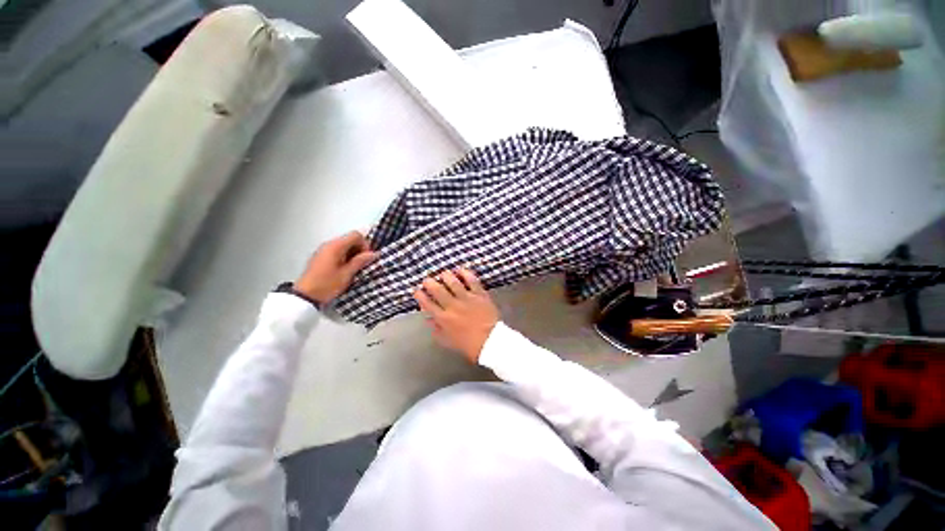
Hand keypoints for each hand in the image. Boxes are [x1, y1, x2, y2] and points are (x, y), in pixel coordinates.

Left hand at [294, 231, 376, 304]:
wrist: (305, 296)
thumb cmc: (327, 284)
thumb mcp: (347, 274)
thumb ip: (360, 261)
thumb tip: (374, 253)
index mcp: (336, 246)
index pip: (356, 235)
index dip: (365, 245)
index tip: (366, 258)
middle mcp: (329, 244)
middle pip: (350, 239)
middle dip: (359, 249)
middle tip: (361, 264)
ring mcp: (323, 250)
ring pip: (344, 245)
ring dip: (352, 254)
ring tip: (353, 268)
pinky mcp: (321, 257)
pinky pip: (337, 251)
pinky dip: (344, 256)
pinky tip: (344, 269)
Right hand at [413, 269, 498, 362]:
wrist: (491, 342)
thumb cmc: (469, 345)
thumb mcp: (448, 341)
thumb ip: (437, 329)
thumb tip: (428, 319)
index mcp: (443, 318)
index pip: (427, 303)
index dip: (420, 295)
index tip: (417, 290)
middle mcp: (452, 306)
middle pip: (437, 290)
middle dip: (429, 283)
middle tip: (427, 280)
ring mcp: (467, 298)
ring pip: (453, 282)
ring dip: (445, 276)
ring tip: (443, 274)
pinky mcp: (479, 294)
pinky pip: (472, 280)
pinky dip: (465, 273)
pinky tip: (460, 270)